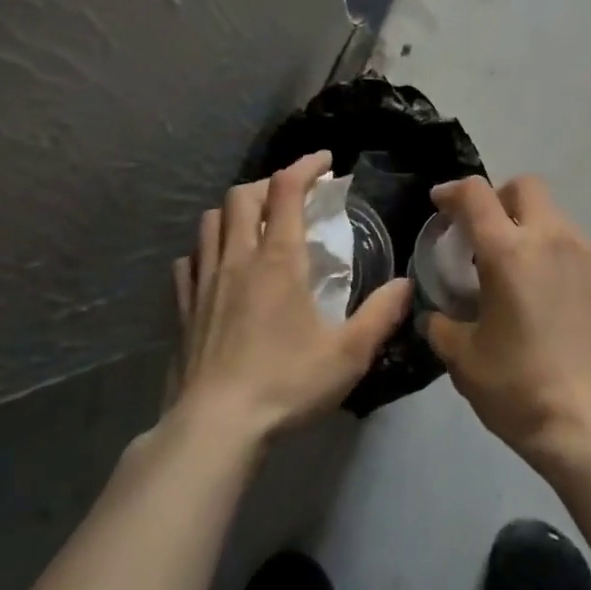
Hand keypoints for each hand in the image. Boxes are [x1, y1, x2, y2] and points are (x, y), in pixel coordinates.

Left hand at [170, 151, 410, 443]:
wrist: (214, 427)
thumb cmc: (285, 384)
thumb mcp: (348, 354)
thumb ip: (381, 315)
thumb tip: (406, 284)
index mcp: (278, 259)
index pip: (286, 189)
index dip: (306, 166)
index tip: (326, 162)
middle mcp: (238, 258)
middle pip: (243, 195)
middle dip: (269, 185)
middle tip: (292, 198)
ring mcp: (205, 281)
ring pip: (211, 221)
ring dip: (235, 212)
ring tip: (255, 227)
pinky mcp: (184, 308)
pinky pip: (189, 261)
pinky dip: (206, 251)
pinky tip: (218, 267)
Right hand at [423, 175, 590, 465]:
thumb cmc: (521, 389)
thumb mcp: (464, 361)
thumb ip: (443, 327)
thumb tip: (437, 317)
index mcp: (509, 250)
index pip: (476, 194)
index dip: (453, 191)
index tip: (441, 203)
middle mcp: (554, 238)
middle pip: (526, 187)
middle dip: (501, 199)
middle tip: (488, 234)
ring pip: (558, 220)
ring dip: (535, 233)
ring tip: (527, 278)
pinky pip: (584, 255)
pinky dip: (564, 265)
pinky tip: (561, 306)